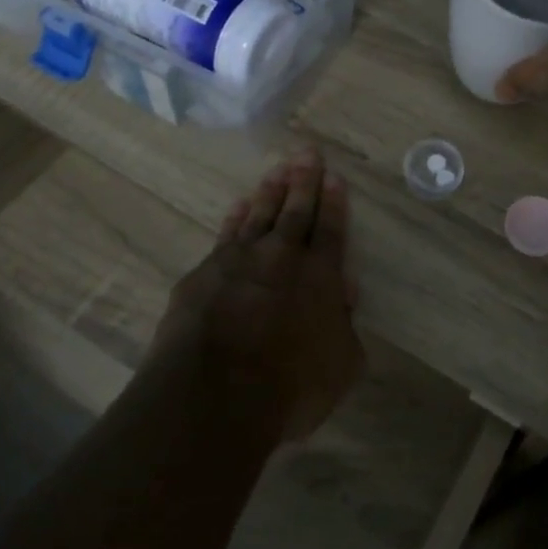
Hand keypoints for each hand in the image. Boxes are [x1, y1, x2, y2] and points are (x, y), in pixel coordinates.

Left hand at [152, 148, 363, 441]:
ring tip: (277, 170)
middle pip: (296, 211)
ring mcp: (239, 262)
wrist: (215, 394)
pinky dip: (235, 217)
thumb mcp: (341, 364)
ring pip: (259, 215)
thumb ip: (345, 326)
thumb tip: (343, 294)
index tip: (334, 177)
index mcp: (321, 277)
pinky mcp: (203, 274)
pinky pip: (225, 234)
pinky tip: (239, 206)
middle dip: (304, 181)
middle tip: (307, 154)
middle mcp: (282, 258)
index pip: (331, 230)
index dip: (334, 203)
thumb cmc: (290, 387)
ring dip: (270, 191)